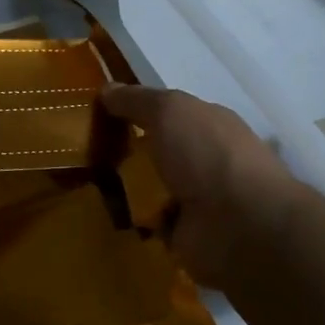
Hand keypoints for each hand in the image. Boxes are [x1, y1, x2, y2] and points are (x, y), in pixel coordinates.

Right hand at [101, 84, 307, 290]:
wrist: (240, 226)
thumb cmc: (207, 156)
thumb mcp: (169, 110)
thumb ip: (136, 100)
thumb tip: (107, 90)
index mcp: (207, 124)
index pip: (165, 113)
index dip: (132, 111)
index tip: (95, 117)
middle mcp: (204, 159)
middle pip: (155, 151)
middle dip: (122, 153)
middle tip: (84, 155)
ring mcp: (197, 199)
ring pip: (148, 188)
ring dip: (123, 189)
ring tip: (85, 186)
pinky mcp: (185, 234)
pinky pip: (148, 223)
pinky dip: (130, 221)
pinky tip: (104, 216)